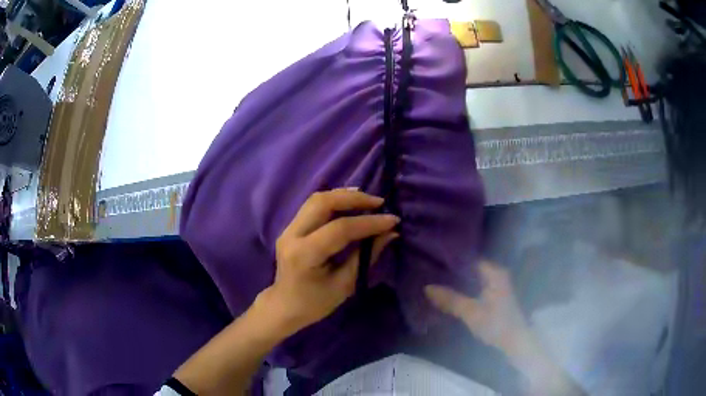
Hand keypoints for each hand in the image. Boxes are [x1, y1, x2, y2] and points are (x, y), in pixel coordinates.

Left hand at [256, 188, 398, 335]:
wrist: (284, 306)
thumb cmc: (315, 303)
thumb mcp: (345, 285)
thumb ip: (366, 257)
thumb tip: (390, 233)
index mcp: (304, 255)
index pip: (340, 229)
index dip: (369, 222)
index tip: (393, 220)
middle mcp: (292, 235)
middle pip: (323, 203)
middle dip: (354, 199)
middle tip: (379, 203)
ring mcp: (288, 228)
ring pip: (316, 199)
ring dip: (344, 196)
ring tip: (368, 201)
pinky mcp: (290, 227)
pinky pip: (313, 205)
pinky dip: (334, 200)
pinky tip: (351, 203)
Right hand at [426, 262, 586, 395]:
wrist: (514, 341)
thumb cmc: (495, 323)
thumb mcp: (470, 312)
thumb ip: (450, 299)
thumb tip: (427, 288)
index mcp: (495, 273)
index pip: (471, 258)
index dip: (454, 259)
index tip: (435, 259)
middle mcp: (498, 274)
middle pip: (472, 267)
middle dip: (455, 270)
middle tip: (433, 269)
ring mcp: (498, 285)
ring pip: (475, 277)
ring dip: (460, 279)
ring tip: (439, 279)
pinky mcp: (496, 296)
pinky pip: (477, 285)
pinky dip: (466, 287)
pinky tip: (453, 291)